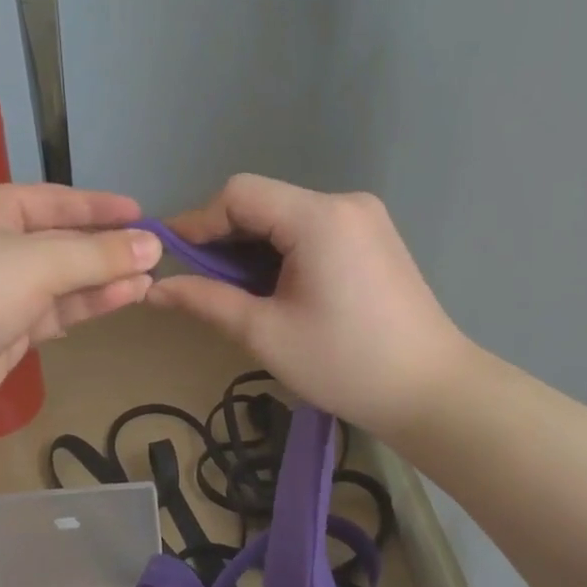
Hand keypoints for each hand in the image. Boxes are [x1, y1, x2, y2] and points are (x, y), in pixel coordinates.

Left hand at [0, 184, 161, 426]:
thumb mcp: (37, 263)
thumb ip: (97, 255)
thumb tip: (152, 244)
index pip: (57, 201)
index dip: (100, 206)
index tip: (141, 212)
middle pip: (63, 242)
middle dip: (108, 248)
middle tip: (156, 253)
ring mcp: (0, 291)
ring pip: (63, 281)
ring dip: (104, 280)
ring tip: (150, 279)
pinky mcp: (5, 331)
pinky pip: (55, 312)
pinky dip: (86, 306)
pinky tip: (121, 299)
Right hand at [145, 174, 465, 437]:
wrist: (432, 392)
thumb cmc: (344, 365)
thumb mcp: (265, 333)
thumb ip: (206, 301)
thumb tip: (154, 288)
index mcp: (319, 218)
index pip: (239, 194)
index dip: (199, 222)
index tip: (172, 261)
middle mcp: (344, 203)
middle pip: (263, 201)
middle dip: (225, 238)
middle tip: (201, 284)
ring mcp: (365, 218)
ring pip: (286, 216)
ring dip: (253, 247)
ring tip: (238, 293)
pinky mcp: (374, 237)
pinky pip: (312, 229)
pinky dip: (282, 250)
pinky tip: (276, 288)